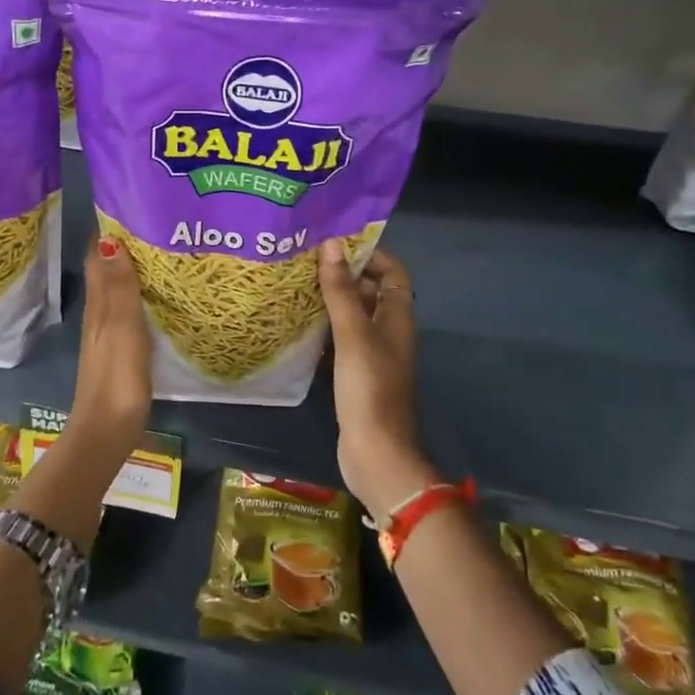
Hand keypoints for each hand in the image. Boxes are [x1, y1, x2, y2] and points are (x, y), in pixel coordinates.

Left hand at [67, 235, 152, 449]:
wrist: (107, 431)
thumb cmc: (116, 377)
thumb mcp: (121, 328)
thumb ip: (119, 287)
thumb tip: (110, 238)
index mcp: (99, 303)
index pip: (99, 255)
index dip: (112, 229)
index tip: (136, 204)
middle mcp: (100, 312)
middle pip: (110, 268)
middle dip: (129, 243)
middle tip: (162, 222)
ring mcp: (110, 331)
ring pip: (121, 288)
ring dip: (137, 268)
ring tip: (168, 248)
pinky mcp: (122, 349)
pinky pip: (131, 309)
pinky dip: (143, 293)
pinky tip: (164, 293)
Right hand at [319, 240, 434, 520]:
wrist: (375, 452)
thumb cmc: (369, 387)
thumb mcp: (353, 334)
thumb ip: (341, 290)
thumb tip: (331, 244)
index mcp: (398, 317)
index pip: (392, 272)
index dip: (370, 254)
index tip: (336, 243)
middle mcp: (389, 331)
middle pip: (371, 291)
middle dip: (343, 274)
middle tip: (306, 260)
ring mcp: (373, 355)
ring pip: (353, 316)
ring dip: (331, 300)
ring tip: (296, 284)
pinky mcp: (356, 375)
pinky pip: (341, 341)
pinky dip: (324, 329)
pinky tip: (298, 324)